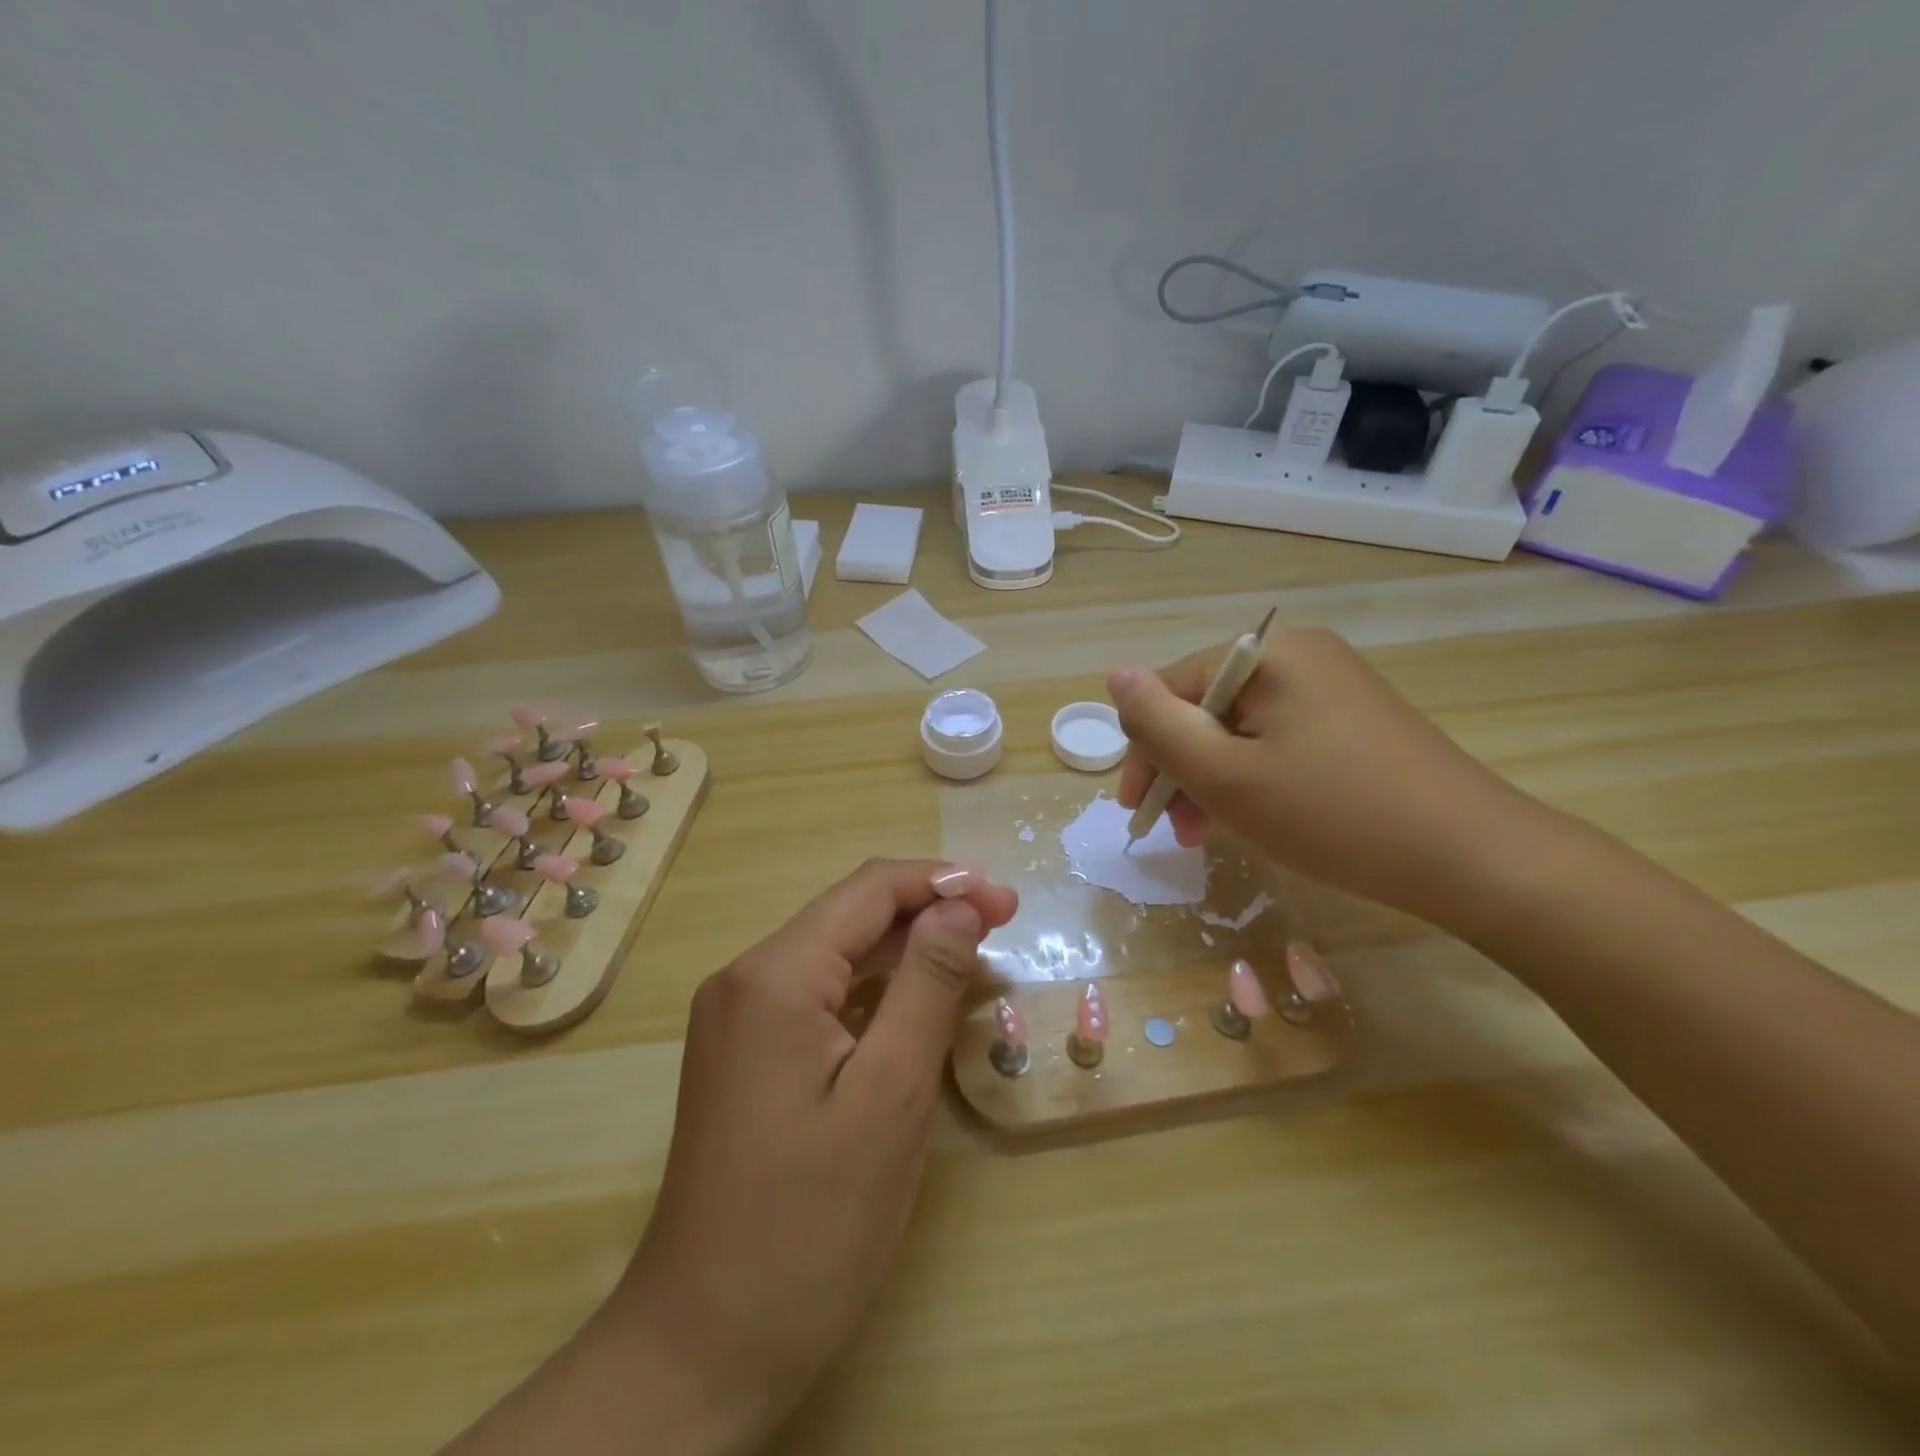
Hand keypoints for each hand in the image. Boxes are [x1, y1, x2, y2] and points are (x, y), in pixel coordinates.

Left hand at [617, 858, 1017, 1449]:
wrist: (702, 1346)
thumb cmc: (809, 1225)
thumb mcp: (889, 1097)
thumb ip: (927, 985)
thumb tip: (958, 906)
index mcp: (774, 976)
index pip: (868, 890)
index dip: (941, 884)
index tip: (1006, 901)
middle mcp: (745, 979)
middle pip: (850, 916)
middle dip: (928, 912)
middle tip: (1003, 925)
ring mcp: (739, 1017)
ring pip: (836, 953)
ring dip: (905, 948)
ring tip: (973, 955)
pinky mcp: (745, 1053)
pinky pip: (820, 995)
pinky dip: (875, 987)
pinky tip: (916, 1001)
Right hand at [1109, 627, 1537, 927]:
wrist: (1473, 858)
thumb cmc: (1333, 813)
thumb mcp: (1226, 775)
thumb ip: (1158, 725)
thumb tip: (1116, 675)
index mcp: (1268, 654)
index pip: (1172, 688)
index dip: (1145, 749)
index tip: (1139, 812)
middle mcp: (1300, 656)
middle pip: (1207, 707)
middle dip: (1181, 769)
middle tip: (1178, 832)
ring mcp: (1333, 687)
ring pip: (1241, 729)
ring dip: (1213, 779)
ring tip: (1209, 835)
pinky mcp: (1355, 720)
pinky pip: (1279, 741)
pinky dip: (1254, 777)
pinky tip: (1255, 817)